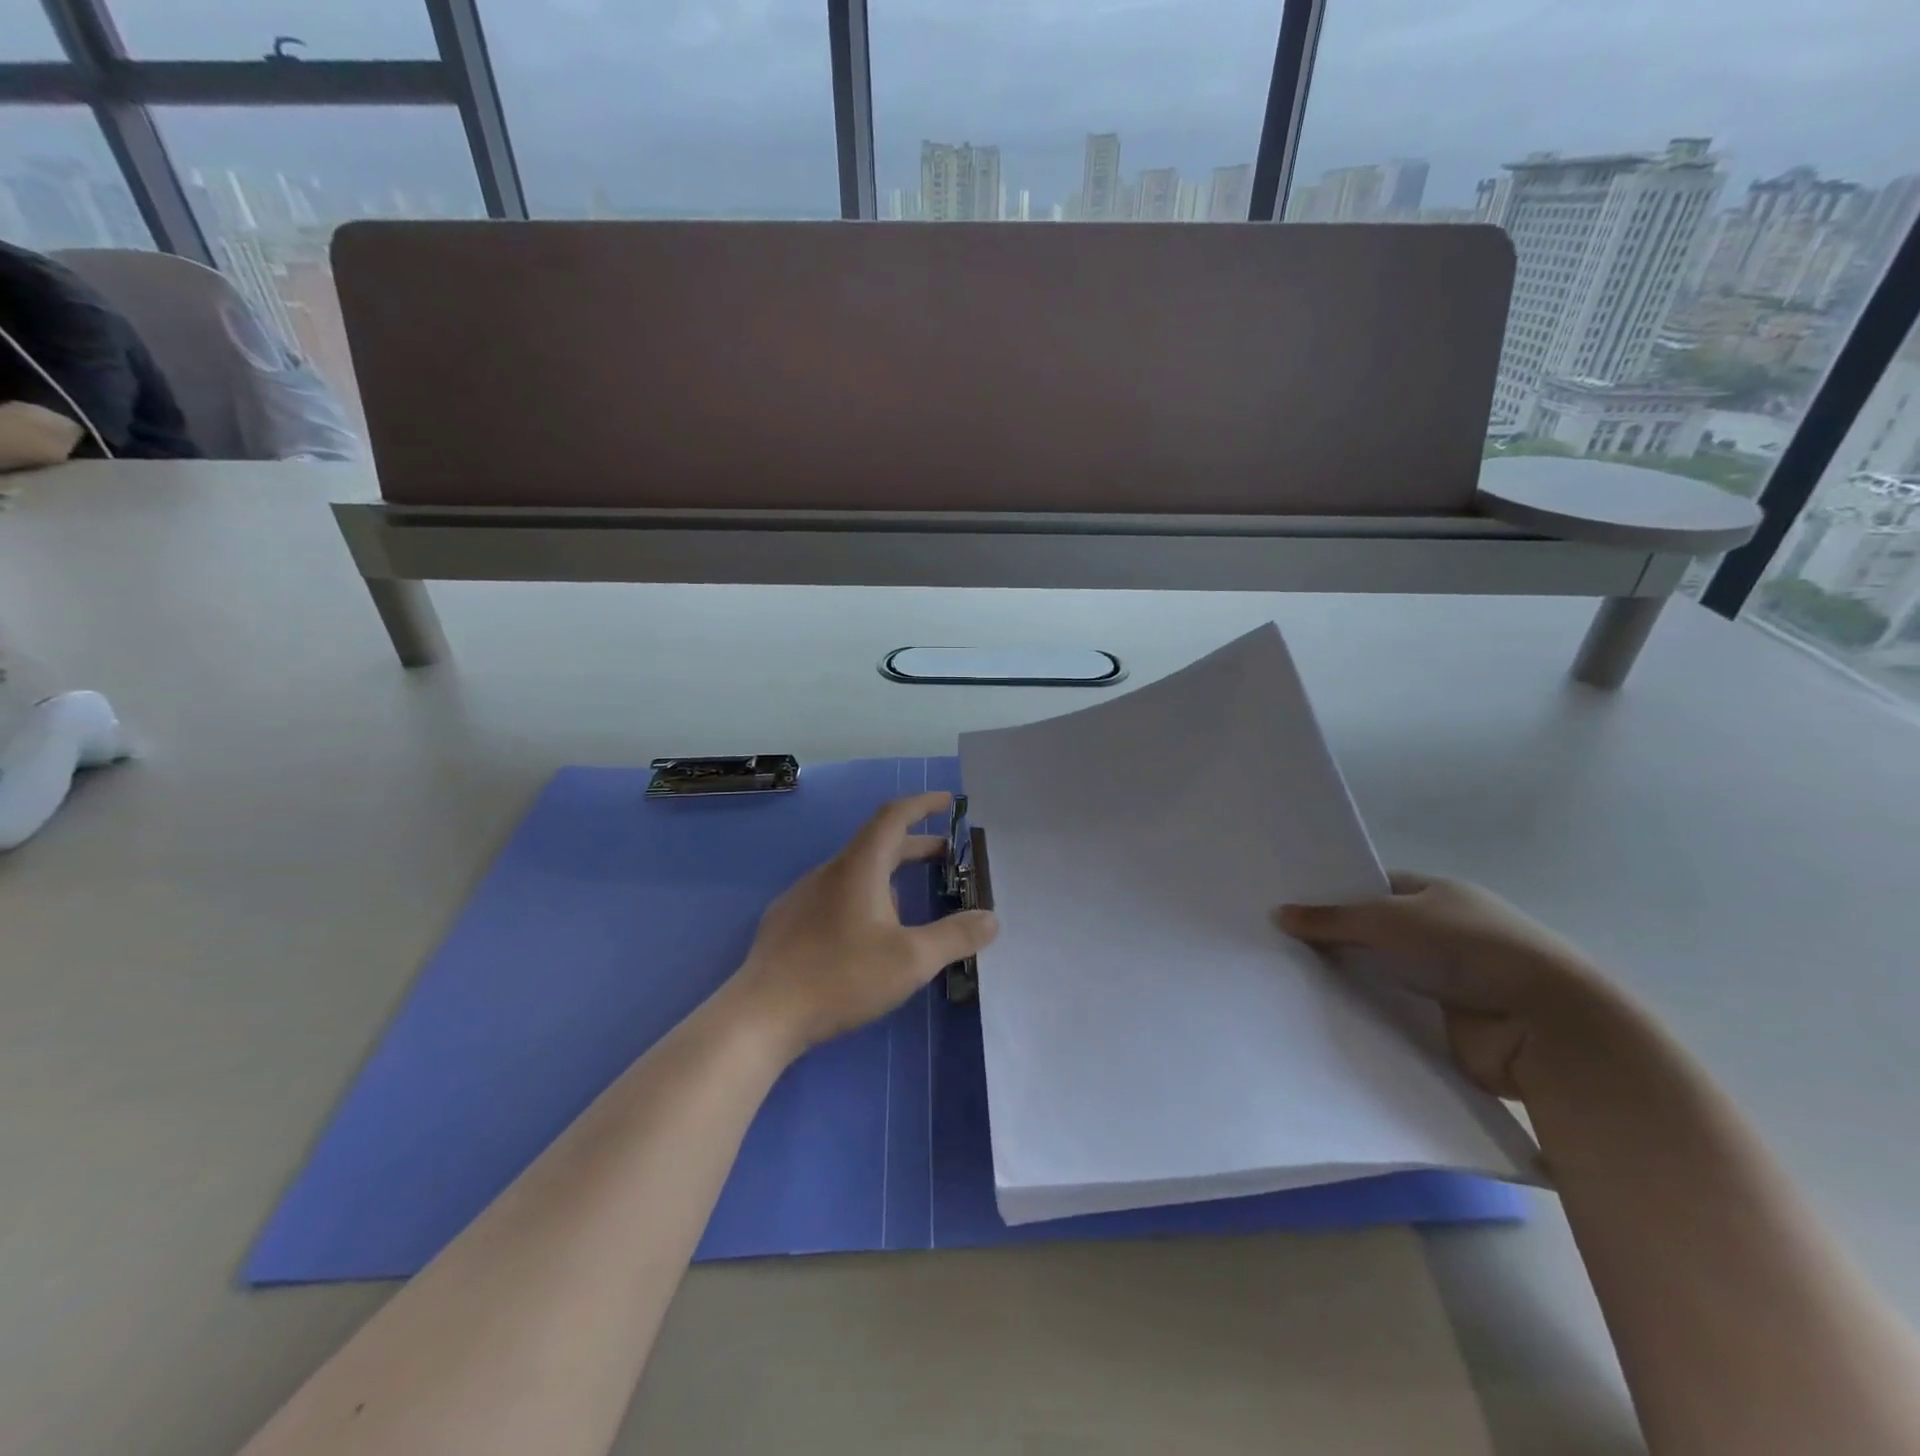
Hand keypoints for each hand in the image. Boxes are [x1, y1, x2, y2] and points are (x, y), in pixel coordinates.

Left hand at [728, 792, 998, 1056]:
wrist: (761, 1014)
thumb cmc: (841, 977)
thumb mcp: (910, 960)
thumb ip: (955, 937)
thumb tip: (991, 918)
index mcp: (859, 867)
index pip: (893, 816)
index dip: (923, 804)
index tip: (949, 802)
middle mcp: (829, 871)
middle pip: (877, 844)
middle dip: (915, 846)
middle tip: (946, 857)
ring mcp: (803, 896)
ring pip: (855, 873)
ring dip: (889, 876)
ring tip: (913, 904)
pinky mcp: (788, 922)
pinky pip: (834, 896)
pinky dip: (863, 898)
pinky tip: (866, 935)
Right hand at [1279, 873, 1616, 1098]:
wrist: (1547, 1027)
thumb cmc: (1471, 950)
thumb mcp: (1392, 920)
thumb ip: (1333, 919)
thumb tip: (1279, 914)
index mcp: (1438, 894)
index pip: (1374, 886)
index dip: (1334, 892)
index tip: (1289, 904)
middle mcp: (1441, 931)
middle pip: (1373, 931)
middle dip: (1334, 937)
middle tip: (1275, 941)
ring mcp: (1445, 978)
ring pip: (1379, 972)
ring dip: (1348, 976)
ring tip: (1286, 976)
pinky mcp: (1443, 1020)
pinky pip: (1390, 1009)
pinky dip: (1365, 1010)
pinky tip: (1322, 1010)